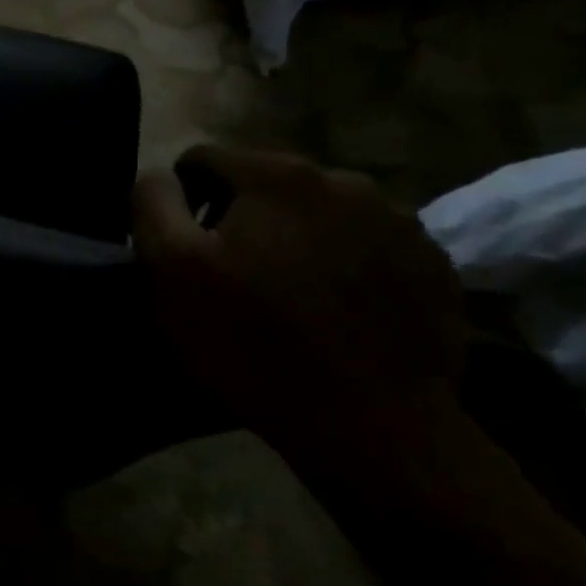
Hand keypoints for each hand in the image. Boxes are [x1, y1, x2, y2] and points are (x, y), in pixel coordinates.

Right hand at [131, 145, 466, 466]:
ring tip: (287, 292)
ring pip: (317, 210)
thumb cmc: (253, 342)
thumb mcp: (171, 271)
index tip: (186, 250)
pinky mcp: (432, 262)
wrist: (373, 425)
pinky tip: (335, 309)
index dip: (182, 200)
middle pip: (264, 181)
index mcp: (275, 175)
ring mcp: (398, 220)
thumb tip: (159, 175)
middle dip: (239, 215)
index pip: (202, 159)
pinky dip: (342, 261)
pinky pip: (366, 243)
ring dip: (293, 235)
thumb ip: (153, 204)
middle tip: (233, 275)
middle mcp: (343, 179)